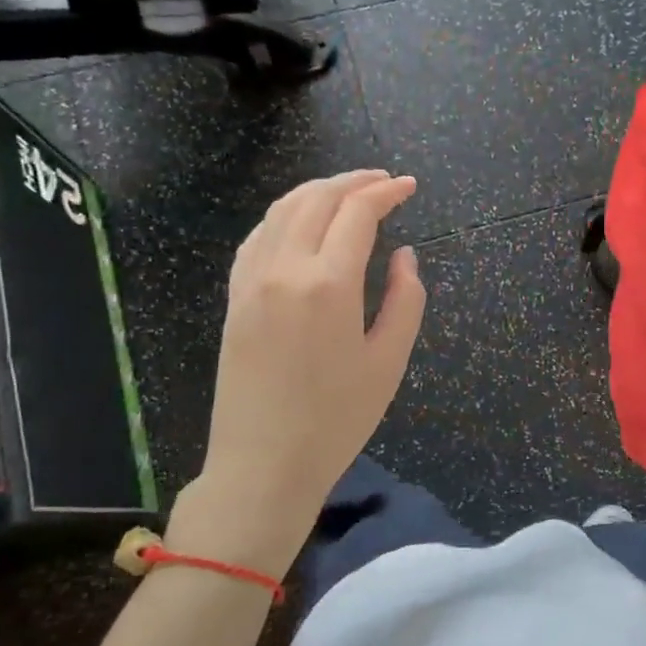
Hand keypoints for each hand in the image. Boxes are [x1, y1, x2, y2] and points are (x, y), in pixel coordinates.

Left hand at [181, 171, 425, 569]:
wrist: (262, 465)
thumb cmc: (336, 421)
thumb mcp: (389, 362)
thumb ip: (406, 299)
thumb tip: (404, 255)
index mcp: (329, 284)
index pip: (358, 212)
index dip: (387, 191)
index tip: (410, 186)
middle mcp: (285, 268)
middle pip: (317, 198)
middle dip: (354, 180)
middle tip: (384, 180)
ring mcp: (252, 280)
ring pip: (283, 210)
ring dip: (318, 190)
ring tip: (348, 191)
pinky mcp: (235, 297)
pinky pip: (259, 235)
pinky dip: (286, 214)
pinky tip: (302, 221)